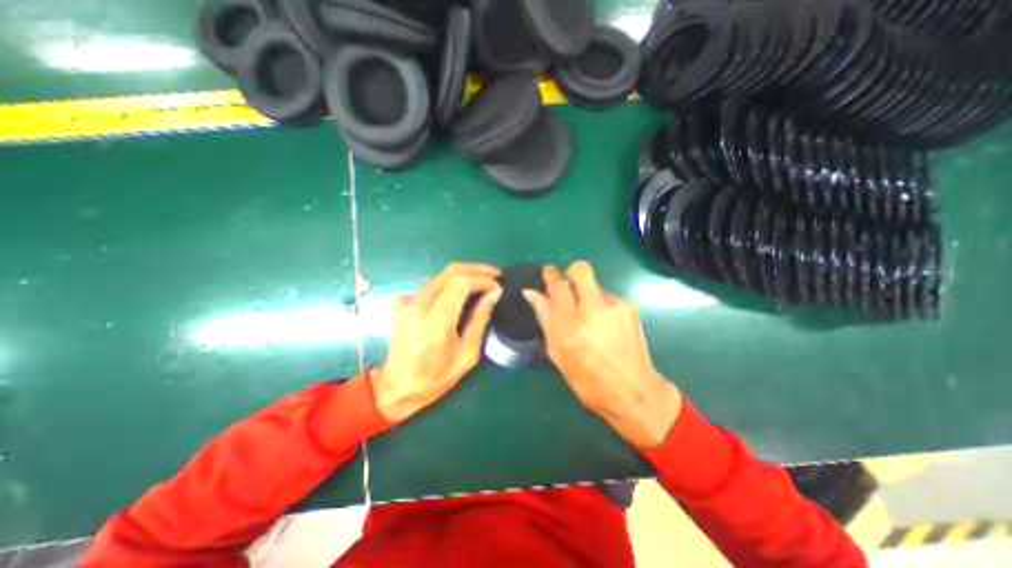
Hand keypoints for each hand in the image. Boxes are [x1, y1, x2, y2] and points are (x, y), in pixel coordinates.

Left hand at [370, 263, 499, 420]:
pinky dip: (449, 283)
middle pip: (450, 272)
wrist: (397, 387)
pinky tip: (459, 292)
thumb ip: (480, 319)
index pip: (461, 281)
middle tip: (495, 275)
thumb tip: (494, 294)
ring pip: (440, 275)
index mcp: (435, 318)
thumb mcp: (467, 353)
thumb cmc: (436, 377)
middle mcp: (418, 303)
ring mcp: (406, 301)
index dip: (482, 279)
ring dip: (464, 275)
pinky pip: (430, 285)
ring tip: (483, 282)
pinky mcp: (401, 303)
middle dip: (476, 270)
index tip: (497, 286)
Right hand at [527, 262, 682, 447]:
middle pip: (580, 270)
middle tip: (566, 287)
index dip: (550, 275)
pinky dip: (600, 303)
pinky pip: (607, 295)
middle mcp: (594, 310)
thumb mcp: (557, 353)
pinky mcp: (630, 306)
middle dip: (570, 273)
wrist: (634, 392)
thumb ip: (545, 318)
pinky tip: (603, 324)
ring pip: (593, 283)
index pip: (558, 286)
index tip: (547, 273)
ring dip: (585, 293)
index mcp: (571, 326)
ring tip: (588, 317)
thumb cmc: (588, 380)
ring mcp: (615, 306)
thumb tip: (531, 293)